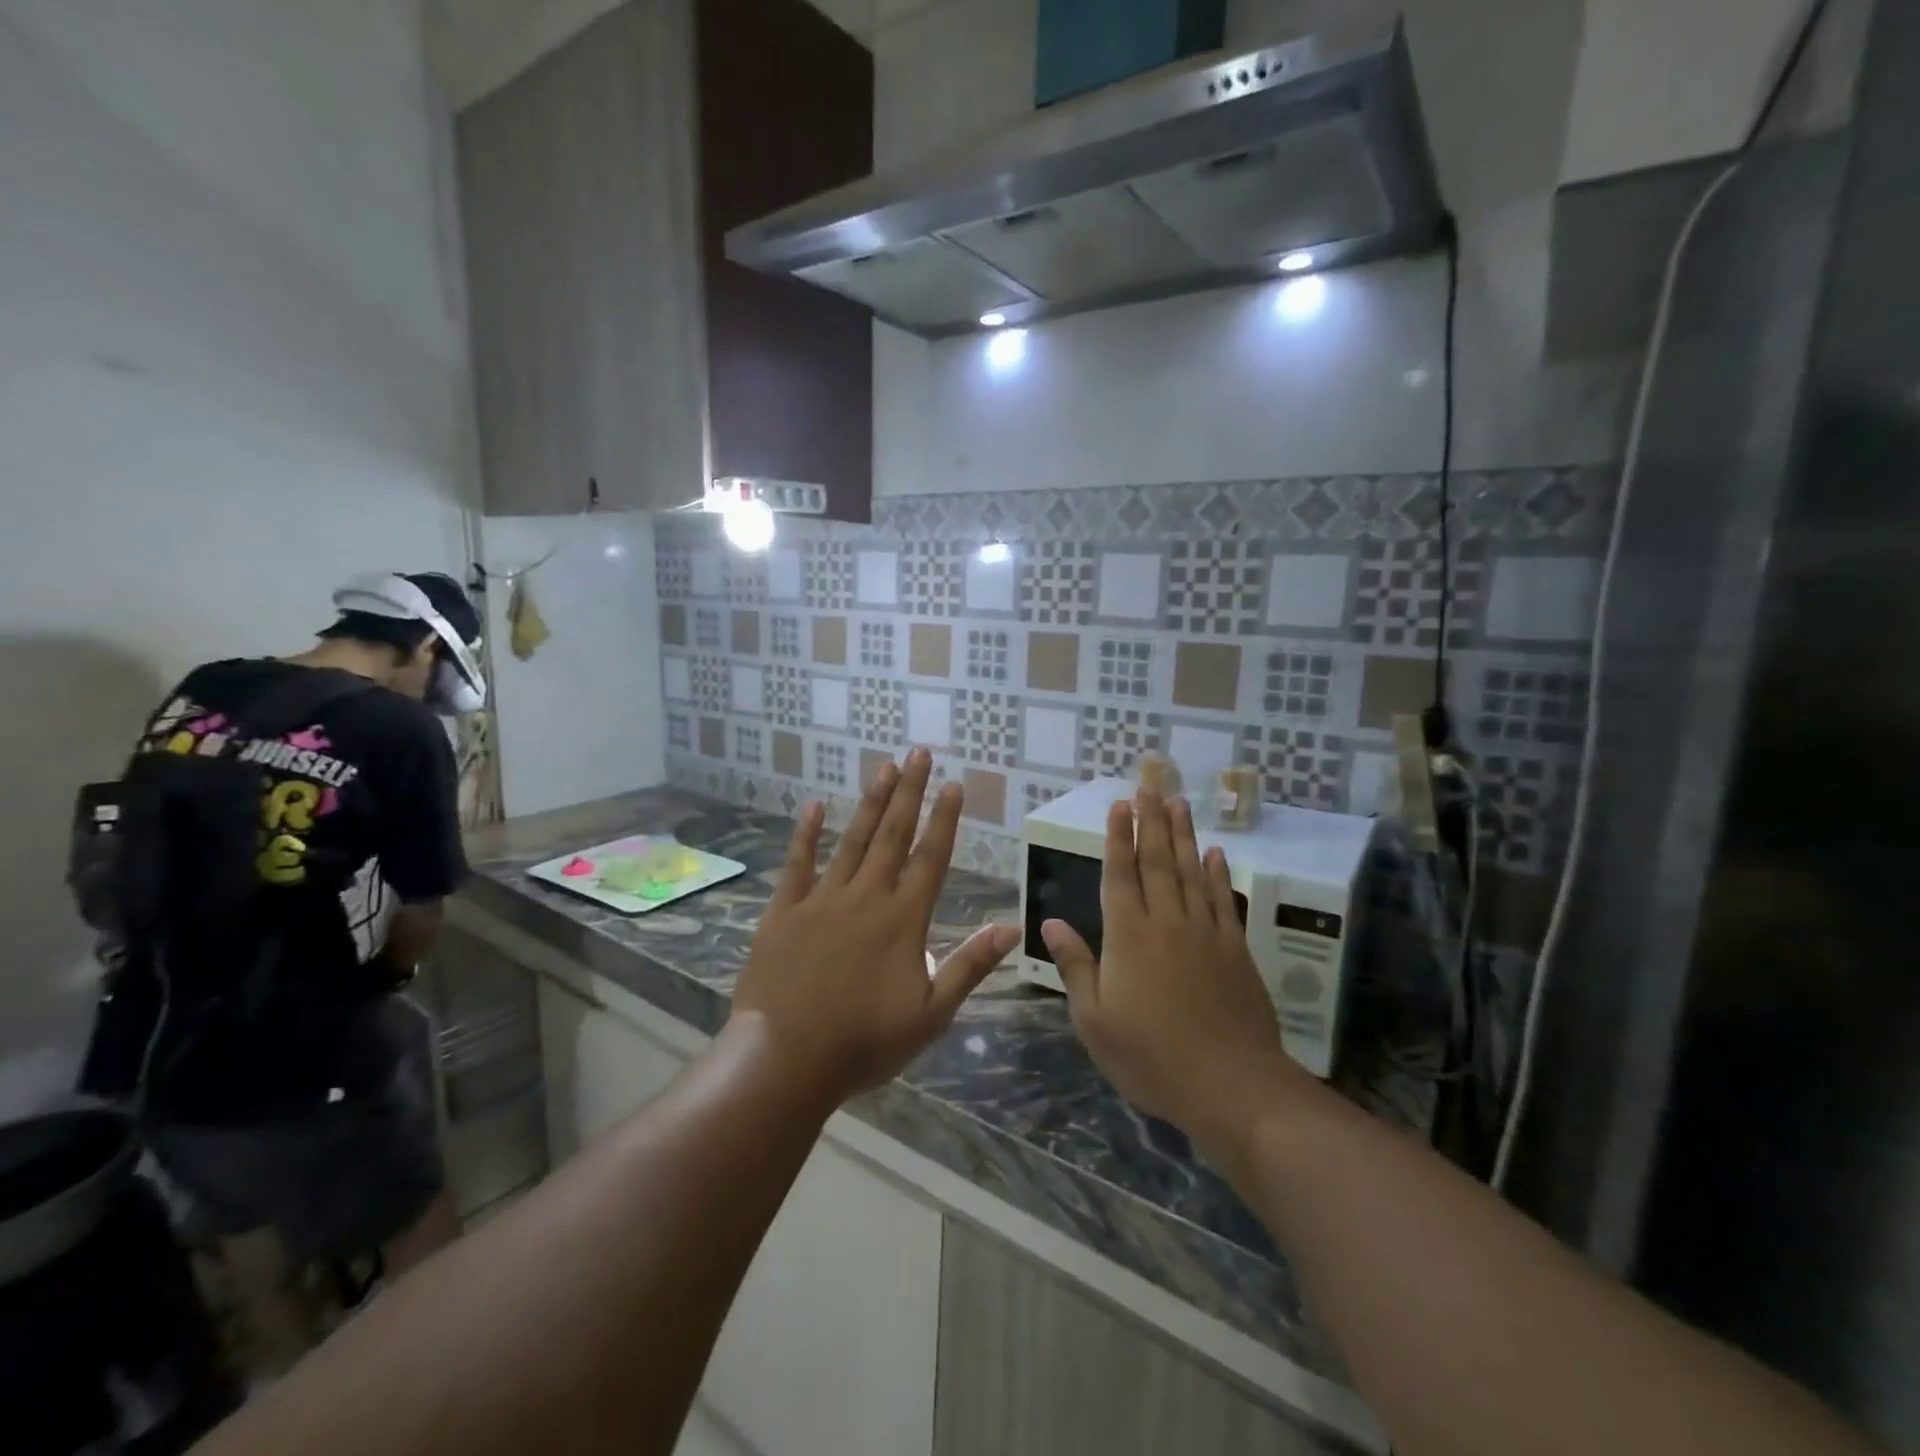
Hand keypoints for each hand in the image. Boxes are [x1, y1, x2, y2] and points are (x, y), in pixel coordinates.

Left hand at [732, 748, 1019, 1103]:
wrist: (786, 1059)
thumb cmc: (864, 1043)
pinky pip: (798, 863)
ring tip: (884, 767)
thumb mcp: (931, 1014)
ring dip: (870, 802)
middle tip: (919, 753)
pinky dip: (806, 833)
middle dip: (910, 792)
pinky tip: (814, 806)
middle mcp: (866, 897)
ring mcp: (822, 899)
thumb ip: (970, 965)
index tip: (954, 784)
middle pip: (893, 834)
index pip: (931, 857)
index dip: (944, 819)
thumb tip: (1012, 928)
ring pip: (852, 839)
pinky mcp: (784, 910)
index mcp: (904, 920)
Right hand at [1043, 791, 1309, 1156]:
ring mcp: (1206, 933)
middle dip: (1150, 822)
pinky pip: (1224, 900)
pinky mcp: (1235, 950)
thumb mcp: (1095, 1020)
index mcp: (1128, 937)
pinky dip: (1219, 874)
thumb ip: (1075, 966)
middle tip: (1149, 785)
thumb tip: (1049, 923)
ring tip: (1179, 803)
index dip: (1117, 838)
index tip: (1118, 805)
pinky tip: (1216, 853)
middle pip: (1157, 862)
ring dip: (1184, 835)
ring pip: (1191, 872)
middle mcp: (1167, 923)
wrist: (1232, 1085)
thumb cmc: (1152, 1057)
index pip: (1120, 875)